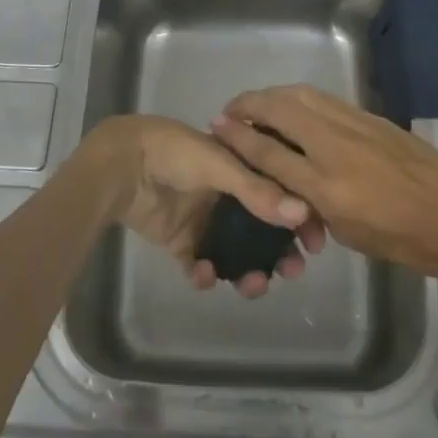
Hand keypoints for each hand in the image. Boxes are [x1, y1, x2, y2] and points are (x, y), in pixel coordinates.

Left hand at [92, 114, 327, 298]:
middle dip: (280, 253)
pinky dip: (206, 275)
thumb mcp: (220, 164)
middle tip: (292, 271)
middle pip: (263, 230)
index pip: (281, 194)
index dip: (301, 218)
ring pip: (237, 254)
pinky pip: (201, 266)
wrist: (121, 164)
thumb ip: (258, 191)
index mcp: (241, 168)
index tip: (316, 243)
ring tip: (251, 284)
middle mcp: (227, 196)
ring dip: (248, 271)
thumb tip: (304, 215)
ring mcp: (204, 220)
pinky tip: (203, 274)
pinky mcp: (180, 241)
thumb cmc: (174, 153)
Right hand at [209, 85, 437, 276]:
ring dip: (273, 95)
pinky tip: (296, 107)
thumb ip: (310, 201)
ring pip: (301, 95)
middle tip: (233, 109)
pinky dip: (300, 98)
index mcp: (323, 184)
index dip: (238, 135)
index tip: (217, 124)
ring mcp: (353, 125)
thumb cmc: (400, 239)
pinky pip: (325, 100)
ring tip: (259, 104)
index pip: (268, 151)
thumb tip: (289, 180)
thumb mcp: (345, 230)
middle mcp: (332, 146)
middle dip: (249, 103)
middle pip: (279, 109)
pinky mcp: (370, 117)